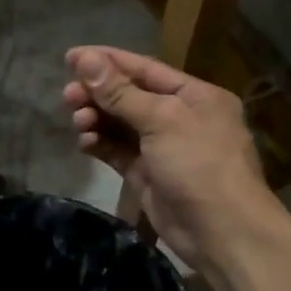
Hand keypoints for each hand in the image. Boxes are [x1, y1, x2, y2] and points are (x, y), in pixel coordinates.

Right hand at [63, 46, 274, 270]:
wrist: (223, 234)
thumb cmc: (199, 165)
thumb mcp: (161, 120)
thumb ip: (120, 92)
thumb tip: (85, 58)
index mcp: (194, 95)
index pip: (144, 68)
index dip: (107, 61)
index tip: (70, 57)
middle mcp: (179, 117)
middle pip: (129, 96)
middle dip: (97, 93)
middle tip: (67, 96)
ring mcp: (163, 147)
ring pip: (120, 124)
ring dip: (96, 118)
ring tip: (78, 121)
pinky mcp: (148, 174)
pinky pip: (118, 150)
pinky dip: (100, 143)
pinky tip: (85, 142)